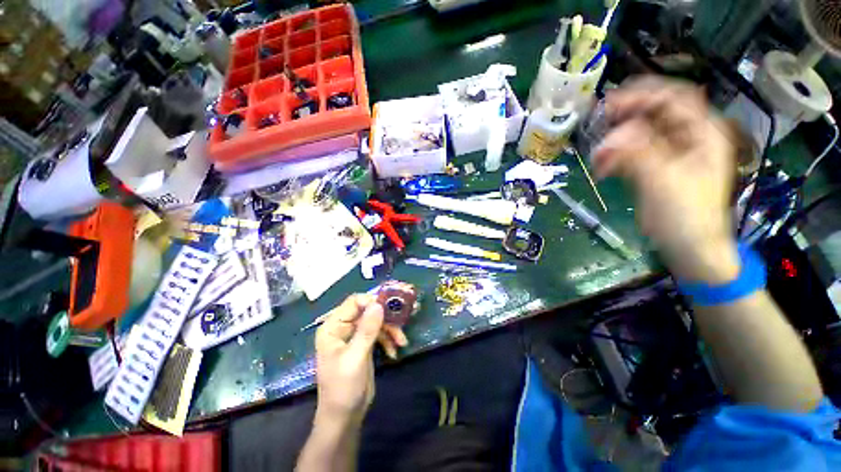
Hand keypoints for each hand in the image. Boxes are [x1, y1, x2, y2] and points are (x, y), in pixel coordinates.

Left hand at [314, 295, 407, 423]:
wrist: (344, 417)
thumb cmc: (343, 388)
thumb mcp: (356, 358)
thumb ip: (367, 330)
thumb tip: (378, 304)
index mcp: (333, 327)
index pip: (354, 302)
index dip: (372, 302)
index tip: (390, 309)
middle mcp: (343, 327)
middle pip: (368, 310)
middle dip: (386, 317)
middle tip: (402, 323)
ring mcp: (354, 335)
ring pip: (376, 321)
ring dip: (390, 329)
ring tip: (402, 341)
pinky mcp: (364, 344)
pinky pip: (379, 333)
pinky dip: (388, 339)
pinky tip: (394, 351)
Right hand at [593, 76, 740, 282]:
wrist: (689, 246)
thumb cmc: (686, 214)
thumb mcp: (664, 180)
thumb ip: (639, 152)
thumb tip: (612, 136)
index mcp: (702, 133)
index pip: (673, 98)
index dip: (642, 95)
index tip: (609, 102)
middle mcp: (688, 137)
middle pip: (654, 113)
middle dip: (624, 117)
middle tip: (598, 123)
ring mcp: (670, 152)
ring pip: (639, 133)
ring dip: (616, 141)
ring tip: (597, 155)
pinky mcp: (655, 167)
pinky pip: (632, 153)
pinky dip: (615, 157)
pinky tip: (603, 168)